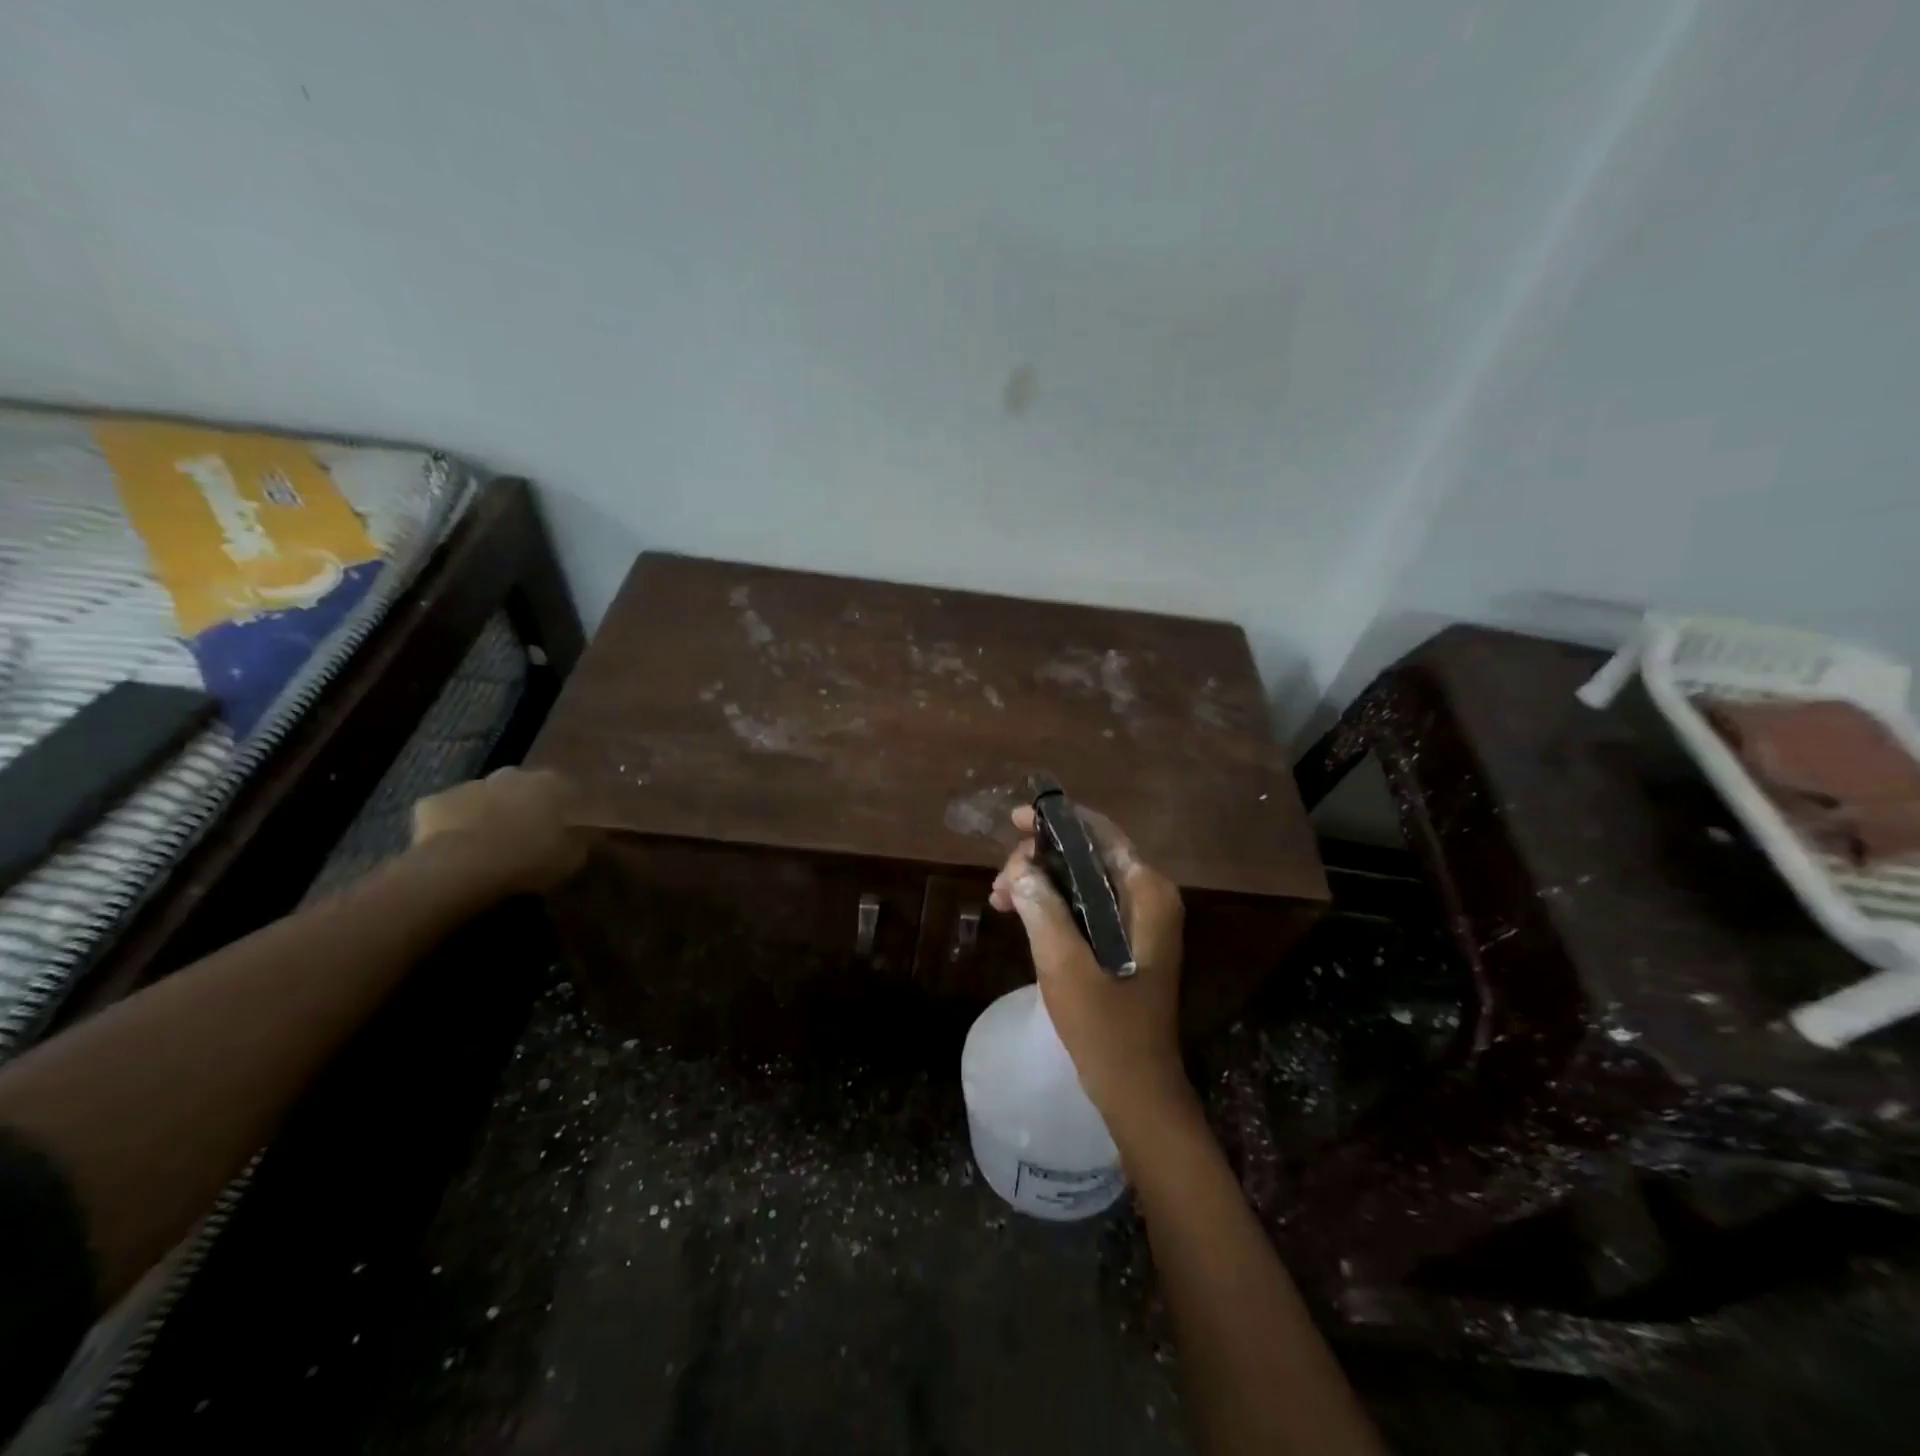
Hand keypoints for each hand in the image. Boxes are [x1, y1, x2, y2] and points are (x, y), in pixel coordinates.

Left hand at [410, 768, 590, 894]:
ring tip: (488, 847)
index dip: (565, 811)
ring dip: (487, 815)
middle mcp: (511, 774)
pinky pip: (446, 815)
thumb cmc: (530, 859)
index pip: (566, 790)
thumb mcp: (574, 857)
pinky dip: (451, 827)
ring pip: (483, 798)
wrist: (463, 867)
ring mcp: (469, 785)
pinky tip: (454, 850)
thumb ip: (583, 841)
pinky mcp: (432, 803)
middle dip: (523, 807)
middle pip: (521, 788)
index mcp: (551, 783)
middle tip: (524, 836)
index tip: (564, 831)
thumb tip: (591, 834)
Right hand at [989, 804, 1189, 1132]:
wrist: (1136, 1089)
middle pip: (1088, 854)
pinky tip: (1018, 913)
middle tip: (1000, 881)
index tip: (1014, 822)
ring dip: (1040, 882)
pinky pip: (1084, 904)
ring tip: (998, 899)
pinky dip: (1051, 904)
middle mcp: (1148, 897)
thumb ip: (1042, 908)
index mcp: (1146, 893)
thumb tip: (1020, 869)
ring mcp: (1138, 920)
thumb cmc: (1105, 1027)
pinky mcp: (1125, 942)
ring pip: (1082, 879)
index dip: (1056, 820)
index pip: (1100, 833)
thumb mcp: (1064, 964)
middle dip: (1040, 859)